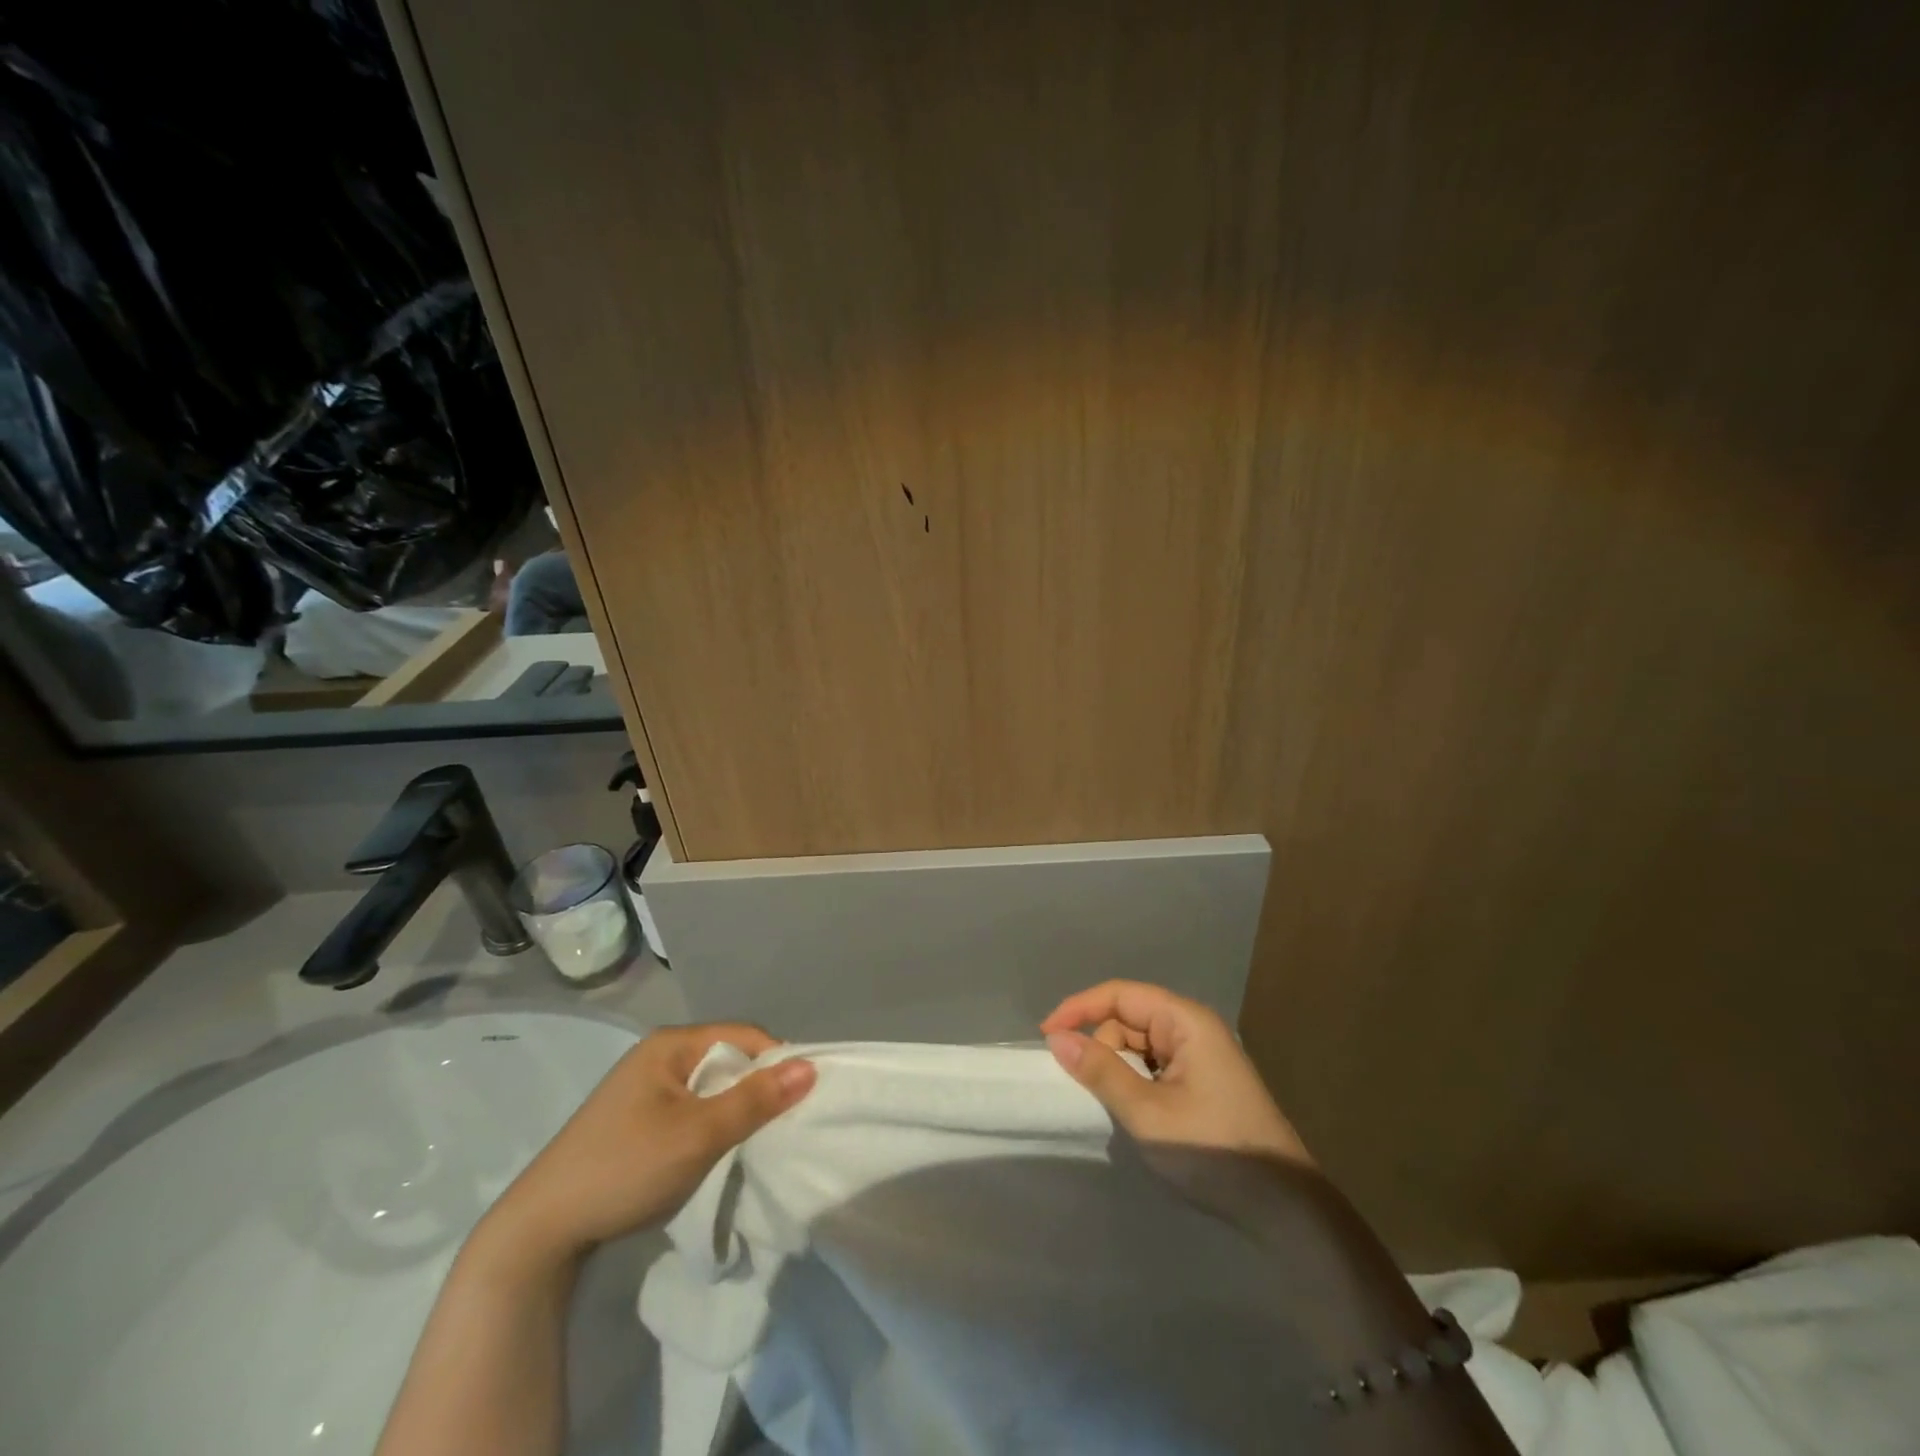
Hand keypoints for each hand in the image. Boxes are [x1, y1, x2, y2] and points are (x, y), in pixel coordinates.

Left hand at [477, 1023, 814, 1270]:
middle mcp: (659, 1055)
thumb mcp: (698, 1134)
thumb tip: (810, 1066)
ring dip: (733, 1108)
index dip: (776, 1062)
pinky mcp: (637, 1118)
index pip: (743, 1036)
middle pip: (727, 1058)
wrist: (540, 1231)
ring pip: (710, 1086)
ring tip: (752, 1139)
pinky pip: (691, 1106)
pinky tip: (716, 1148)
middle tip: (778, 1123)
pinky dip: (711, 1123)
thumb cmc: (624, 1168)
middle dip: (756, 1087)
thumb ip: (755, 1100)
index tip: (799, 1099)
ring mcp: (644, 1087)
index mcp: (671, 1044)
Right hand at [1041, 981, 1310, 1165]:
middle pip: (1129, 1017)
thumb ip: (1101, 1071)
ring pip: (1140, 1043)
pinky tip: (1133, 1108)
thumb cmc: (1214, 1151)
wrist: (1285, 1209)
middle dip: (1100, 1043)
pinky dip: (1135, 1079)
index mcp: (1185, 1021)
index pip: (1120, 994)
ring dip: (1118, 1065)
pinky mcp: (1204, 1080)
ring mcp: (1201, 1054)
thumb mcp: (1147, 1112)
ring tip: (1111, 1103)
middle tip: (1083, 1086)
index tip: (1045, 1036)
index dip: (1079, 1008)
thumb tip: (1056, 1039)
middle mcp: (1194, 1027)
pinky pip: (1155, 1064)